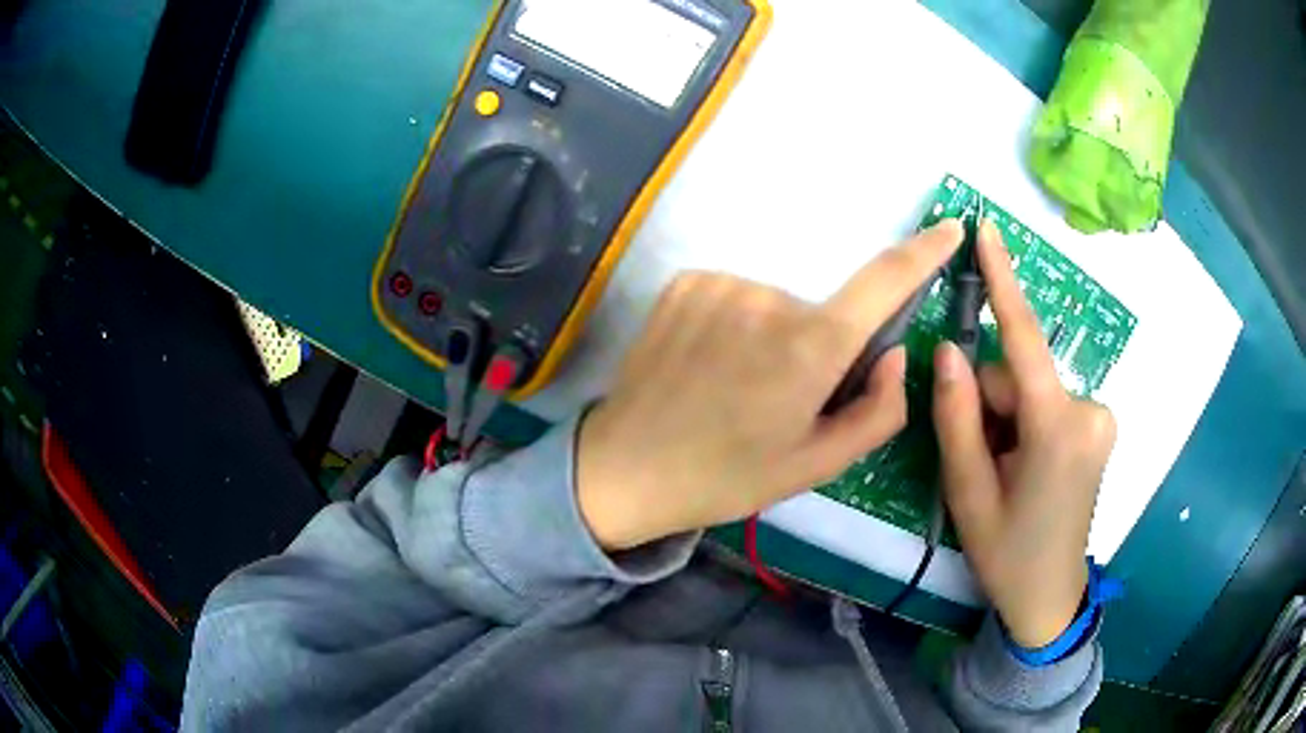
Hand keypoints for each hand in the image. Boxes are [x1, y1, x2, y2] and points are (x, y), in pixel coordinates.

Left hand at [577, 221, 964, 550]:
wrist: (626, 468)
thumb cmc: (727, 477)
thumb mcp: (816, 464)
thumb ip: (878, 410)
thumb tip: (897, 353)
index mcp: (810, 349)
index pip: (883, 282)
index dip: (923, 253)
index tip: (949, 229)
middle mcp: (769, 299)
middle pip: (824, 314)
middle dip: (820, 350)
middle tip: (781, 401)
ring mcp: (721, 284)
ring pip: (778, 307)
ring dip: (774, 340)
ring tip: (735, 389)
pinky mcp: (685, 282)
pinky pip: (737, 297)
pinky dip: (737, 325)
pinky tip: (708, 365)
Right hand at [932, 220, 1115, 648]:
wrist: (1049, 596)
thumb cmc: (1006, 552)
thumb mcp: (969, 491)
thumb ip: (958, 415)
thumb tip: (950, 350)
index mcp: (1058, 428)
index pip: (1025, 340)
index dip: (1004, 280)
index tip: (986, 228)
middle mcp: (1090, 409)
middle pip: (1019, 376)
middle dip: (991, 405)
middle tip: (983, 462)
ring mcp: (1101, 417)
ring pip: (1033, 390)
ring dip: (1008, 418)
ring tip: (1004, 472)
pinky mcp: (1100, 424)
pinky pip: (1049, 402)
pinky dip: (1028, 423)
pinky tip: (1025, 466)